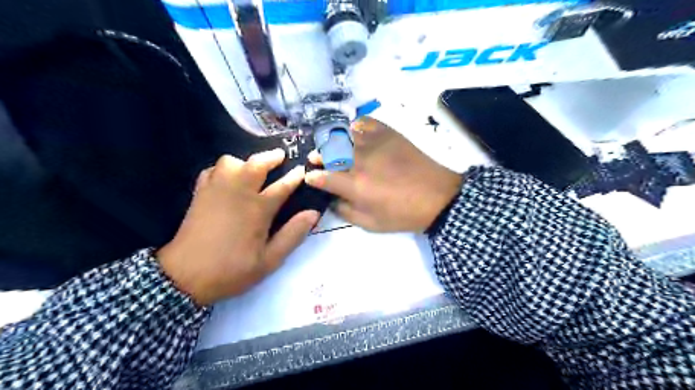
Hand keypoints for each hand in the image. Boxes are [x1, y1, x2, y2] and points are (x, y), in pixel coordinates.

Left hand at [155, 150, 317, 304]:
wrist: (184, 277)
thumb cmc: (231, 270)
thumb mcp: (269, 260)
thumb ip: (292, 235)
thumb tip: (313, 213)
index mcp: (258, 209)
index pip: (283, 186)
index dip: (295, 177)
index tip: (303, 170)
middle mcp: (237, 193)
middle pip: (255, 164)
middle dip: (271, 157)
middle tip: (281, 157)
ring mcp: (216, 191)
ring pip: (230, 161)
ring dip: (244, 162)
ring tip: (251, 170)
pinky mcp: (199, 194)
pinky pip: (211, 171)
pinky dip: (222, 170)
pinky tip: (227, 179)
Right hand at [305, 118, 460, 232]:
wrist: (436, 196)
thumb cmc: (403, 214)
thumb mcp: (371, 223)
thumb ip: (346, 211)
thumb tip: (332, 200)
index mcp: (354, 185)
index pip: (323, 177)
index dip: (312, 177)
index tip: (310, 177)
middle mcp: (359, 160)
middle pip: (328, 152)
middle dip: (317, 156)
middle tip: (315, 159)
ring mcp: (373, 143)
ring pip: (343, 135)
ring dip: (332, 141)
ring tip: (332, 147)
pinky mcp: (388, 133)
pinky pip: (364, 123)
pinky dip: (355, 127)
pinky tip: (354, 135)